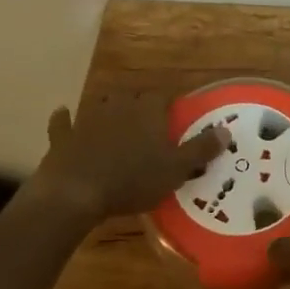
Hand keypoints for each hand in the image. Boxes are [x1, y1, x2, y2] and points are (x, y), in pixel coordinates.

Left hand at [34, 94, 228, 223]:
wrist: (76, 192)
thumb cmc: (132, 179)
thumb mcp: (175, 168)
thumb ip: (201, 149)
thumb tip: (226, 130)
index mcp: (147, 110)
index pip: (162, 96)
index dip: (170, 104)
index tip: (175, 114)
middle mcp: (118, 106)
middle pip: (131, 96)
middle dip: (139, 105)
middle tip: (147, 122)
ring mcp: (87, 118)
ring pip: (100, 103)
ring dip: (107, 108)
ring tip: (115, 119)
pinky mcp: (64, 136)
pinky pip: (64, 122)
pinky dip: (65, 119)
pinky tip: (64, 116)